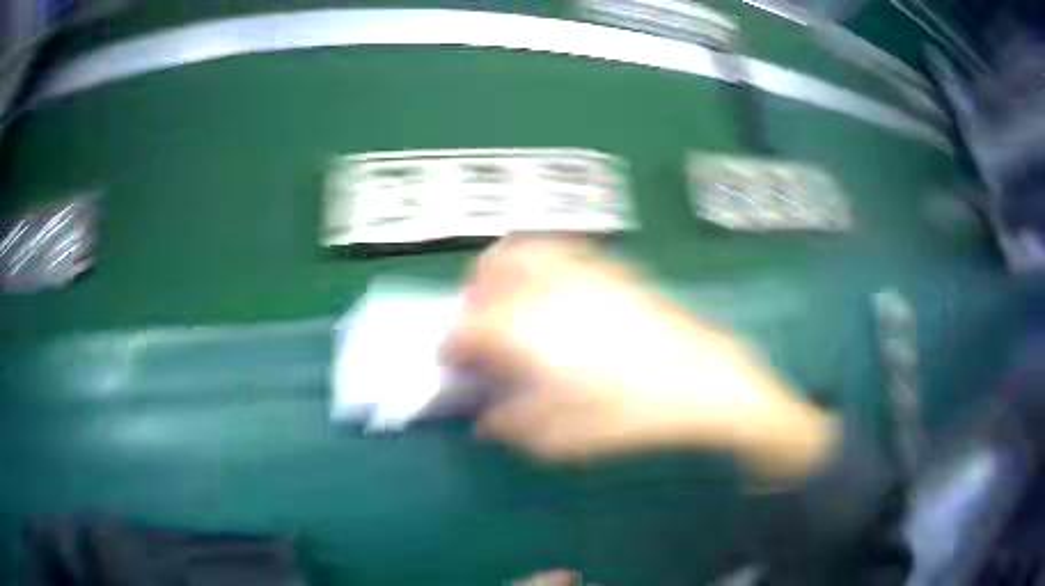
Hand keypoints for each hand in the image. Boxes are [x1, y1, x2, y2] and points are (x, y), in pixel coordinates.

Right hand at [444, 239, 836, 480]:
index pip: (464, 327)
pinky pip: (559, 249)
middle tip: (482, 332)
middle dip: (471, 301)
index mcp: (525, 330)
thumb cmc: (631, 413)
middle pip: (485, 274)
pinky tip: (555, 293)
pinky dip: (538, 262)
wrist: (703, 380)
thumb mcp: (563, 437)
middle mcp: (544, 287)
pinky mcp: (610, 266)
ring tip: (511, 306)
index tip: (454, 364)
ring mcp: (579, 269)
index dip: (450, 345)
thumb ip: (513, 426)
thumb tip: (486, 420)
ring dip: (501, 275)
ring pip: (519, 250)